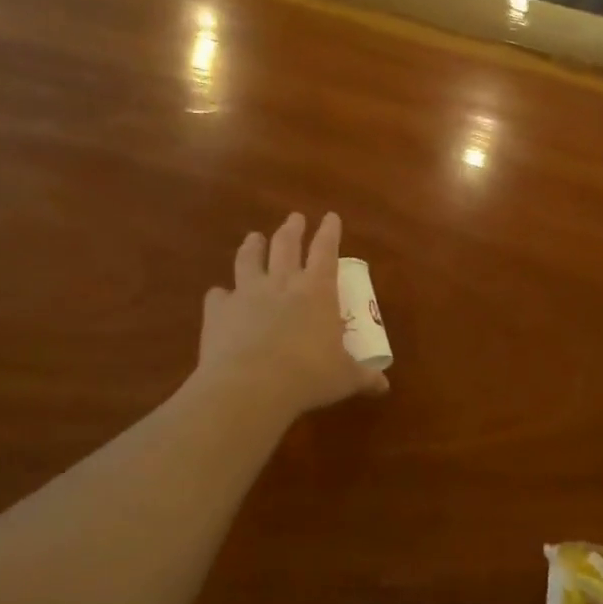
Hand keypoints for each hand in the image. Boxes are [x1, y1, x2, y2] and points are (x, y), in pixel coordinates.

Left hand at [197, 212, 388, 416]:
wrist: (250, 386)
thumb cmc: (309, 377)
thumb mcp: (345, 378)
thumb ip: (364, 377)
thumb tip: (384, 386)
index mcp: (317, 291)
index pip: (326, 250)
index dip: (330, 232)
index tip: (331, 217)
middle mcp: (281, 283)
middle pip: (286, 245)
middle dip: (292, 229)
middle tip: (295, 218)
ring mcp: (246, 294)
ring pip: (249, 259)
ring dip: (252, 246)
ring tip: (253, 237)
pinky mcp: (218, 311)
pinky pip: (218, 296)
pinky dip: (221, 295)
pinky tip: (220, 296)